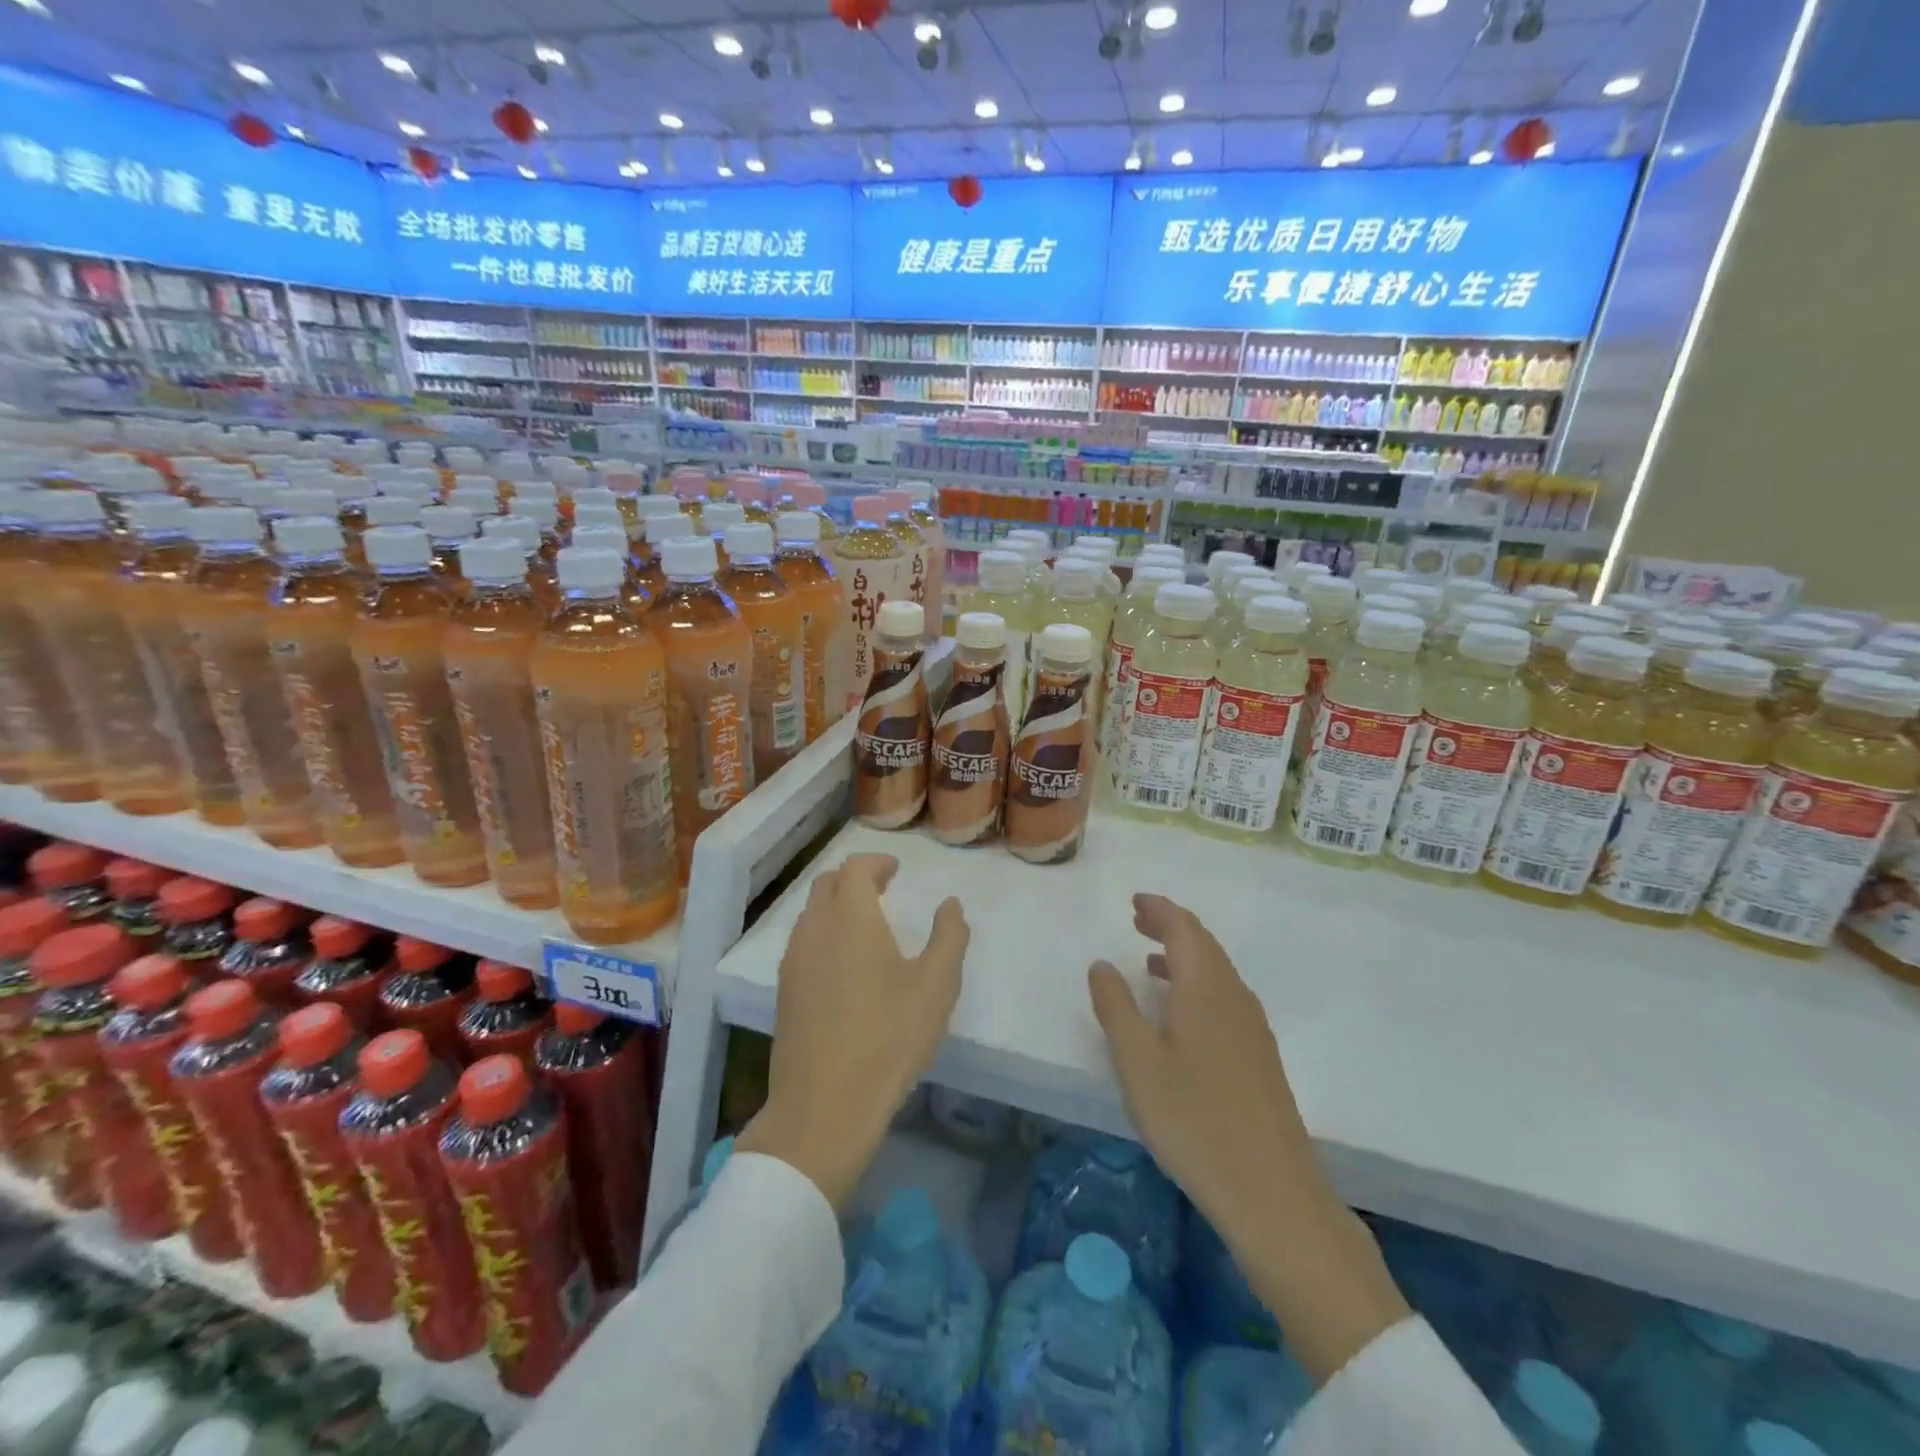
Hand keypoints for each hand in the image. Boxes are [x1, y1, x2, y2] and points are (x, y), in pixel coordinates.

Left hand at [738, 854, 968, 1211]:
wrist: (824, 1106)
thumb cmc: (888, 1038)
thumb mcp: (936, 987)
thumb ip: (949, 936)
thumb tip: (950, 904)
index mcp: (851, 918)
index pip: (855, 868)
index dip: (876, 862)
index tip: (896, 870)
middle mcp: (815, 929)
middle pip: (827, 883)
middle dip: (855, 878)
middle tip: (883, 890)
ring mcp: (793, 961)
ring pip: (811, 913)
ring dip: (836, 905)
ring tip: (866, 924)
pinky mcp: (784, 991)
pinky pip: (803, 941)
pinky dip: (823, 932)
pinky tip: (843, 963)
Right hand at [1088, 893, 1407, 1383]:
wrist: (1271, 1192)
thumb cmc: (1193, 1119)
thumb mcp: (1137, 1061)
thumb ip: (1115, 1007)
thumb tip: (1101, 964)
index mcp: (1205, 987)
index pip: (1184, 928)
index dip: (1159, 909)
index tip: (1135, 902)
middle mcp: (1234, 996)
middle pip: (1204, 944)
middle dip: (1171, 927)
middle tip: (1138, 921)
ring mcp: (1253, 1028)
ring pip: (1217, 972)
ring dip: (1184, 956)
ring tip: (1150, 962)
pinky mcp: (1260, 1057)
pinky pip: (1225, 997)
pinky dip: (1197, 984)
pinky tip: (1180, 1014)